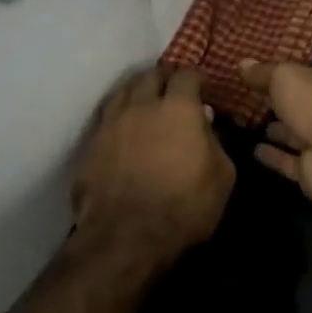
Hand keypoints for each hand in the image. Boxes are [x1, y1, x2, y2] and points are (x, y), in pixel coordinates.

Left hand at [71, 66, 235, 266]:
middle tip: (172, 90)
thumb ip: (216, 142)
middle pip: (150, 75)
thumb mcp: (222, 177)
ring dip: (137, 91)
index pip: (186, 75)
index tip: (201, 89)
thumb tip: (205, 123)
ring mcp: (111, 123)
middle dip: (163, 78)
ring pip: (123, 91)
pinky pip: (105, 117)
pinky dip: (117, 116)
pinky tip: (122, 128)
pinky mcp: (90, 144)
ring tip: (144, 103)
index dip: (195, 78)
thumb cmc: (184, 207)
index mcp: (178, 108)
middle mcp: (141, 105)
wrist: (125, 237)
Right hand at [240, 62, 311, 209]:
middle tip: (255, 100)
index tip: (266, 75)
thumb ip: (264, 73)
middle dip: (284, 105)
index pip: (311, 76)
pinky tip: (254, 150)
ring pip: (298, 135)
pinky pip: (289, 161)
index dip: (290, 75)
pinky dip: (274, 156)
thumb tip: (242, 63)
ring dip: (279, 131)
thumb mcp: (285, 78)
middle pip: (305, 106)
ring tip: (251, 124)